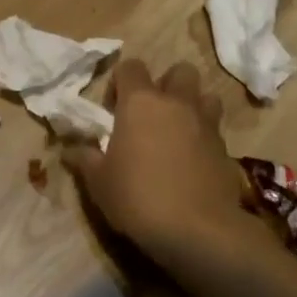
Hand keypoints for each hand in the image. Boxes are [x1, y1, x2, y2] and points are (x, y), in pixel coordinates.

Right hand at [62, 60, 250, 272]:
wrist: (198, 230)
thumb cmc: (138, 197)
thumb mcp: (99, 182)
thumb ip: (85, 159)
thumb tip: (70, 149)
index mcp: (141, 102)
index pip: (131, 66)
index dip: (120, 82)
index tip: (113, 109)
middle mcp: (177, 103)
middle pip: (179, 71)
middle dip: (167, 85)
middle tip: (151, 115)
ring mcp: (207, 124)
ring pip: (206, 96)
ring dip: (192, 107)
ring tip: (177, 133)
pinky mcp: (227, 149)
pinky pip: (215, 131)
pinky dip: (204, 139)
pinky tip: (192, 163)